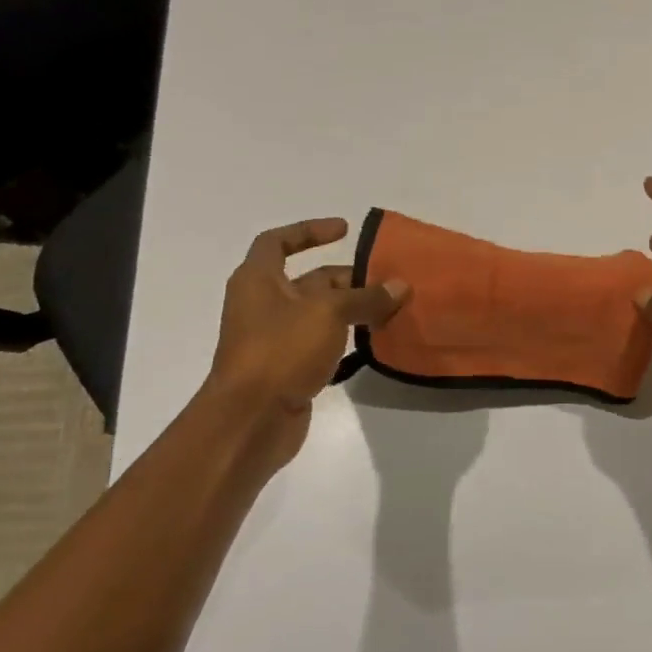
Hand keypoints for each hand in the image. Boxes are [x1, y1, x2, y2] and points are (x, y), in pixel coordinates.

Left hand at [203, 218, 408, 467]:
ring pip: (319, 314)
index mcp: (258, 280)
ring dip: (352, 310)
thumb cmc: (280, 351)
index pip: (278, 242)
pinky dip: (346, 338)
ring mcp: (275, 339)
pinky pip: (322, 343)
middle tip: (387, 281)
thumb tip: (401, 286)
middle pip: (308, 281)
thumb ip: (366, 297)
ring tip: (391, 309)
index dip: (309, 231)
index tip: (345, 231)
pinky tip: (374, 342)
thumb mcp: (328, 313)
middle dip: (347, 278)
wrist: (251, 420)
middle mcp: (263, 305)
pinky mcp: (288, 368)